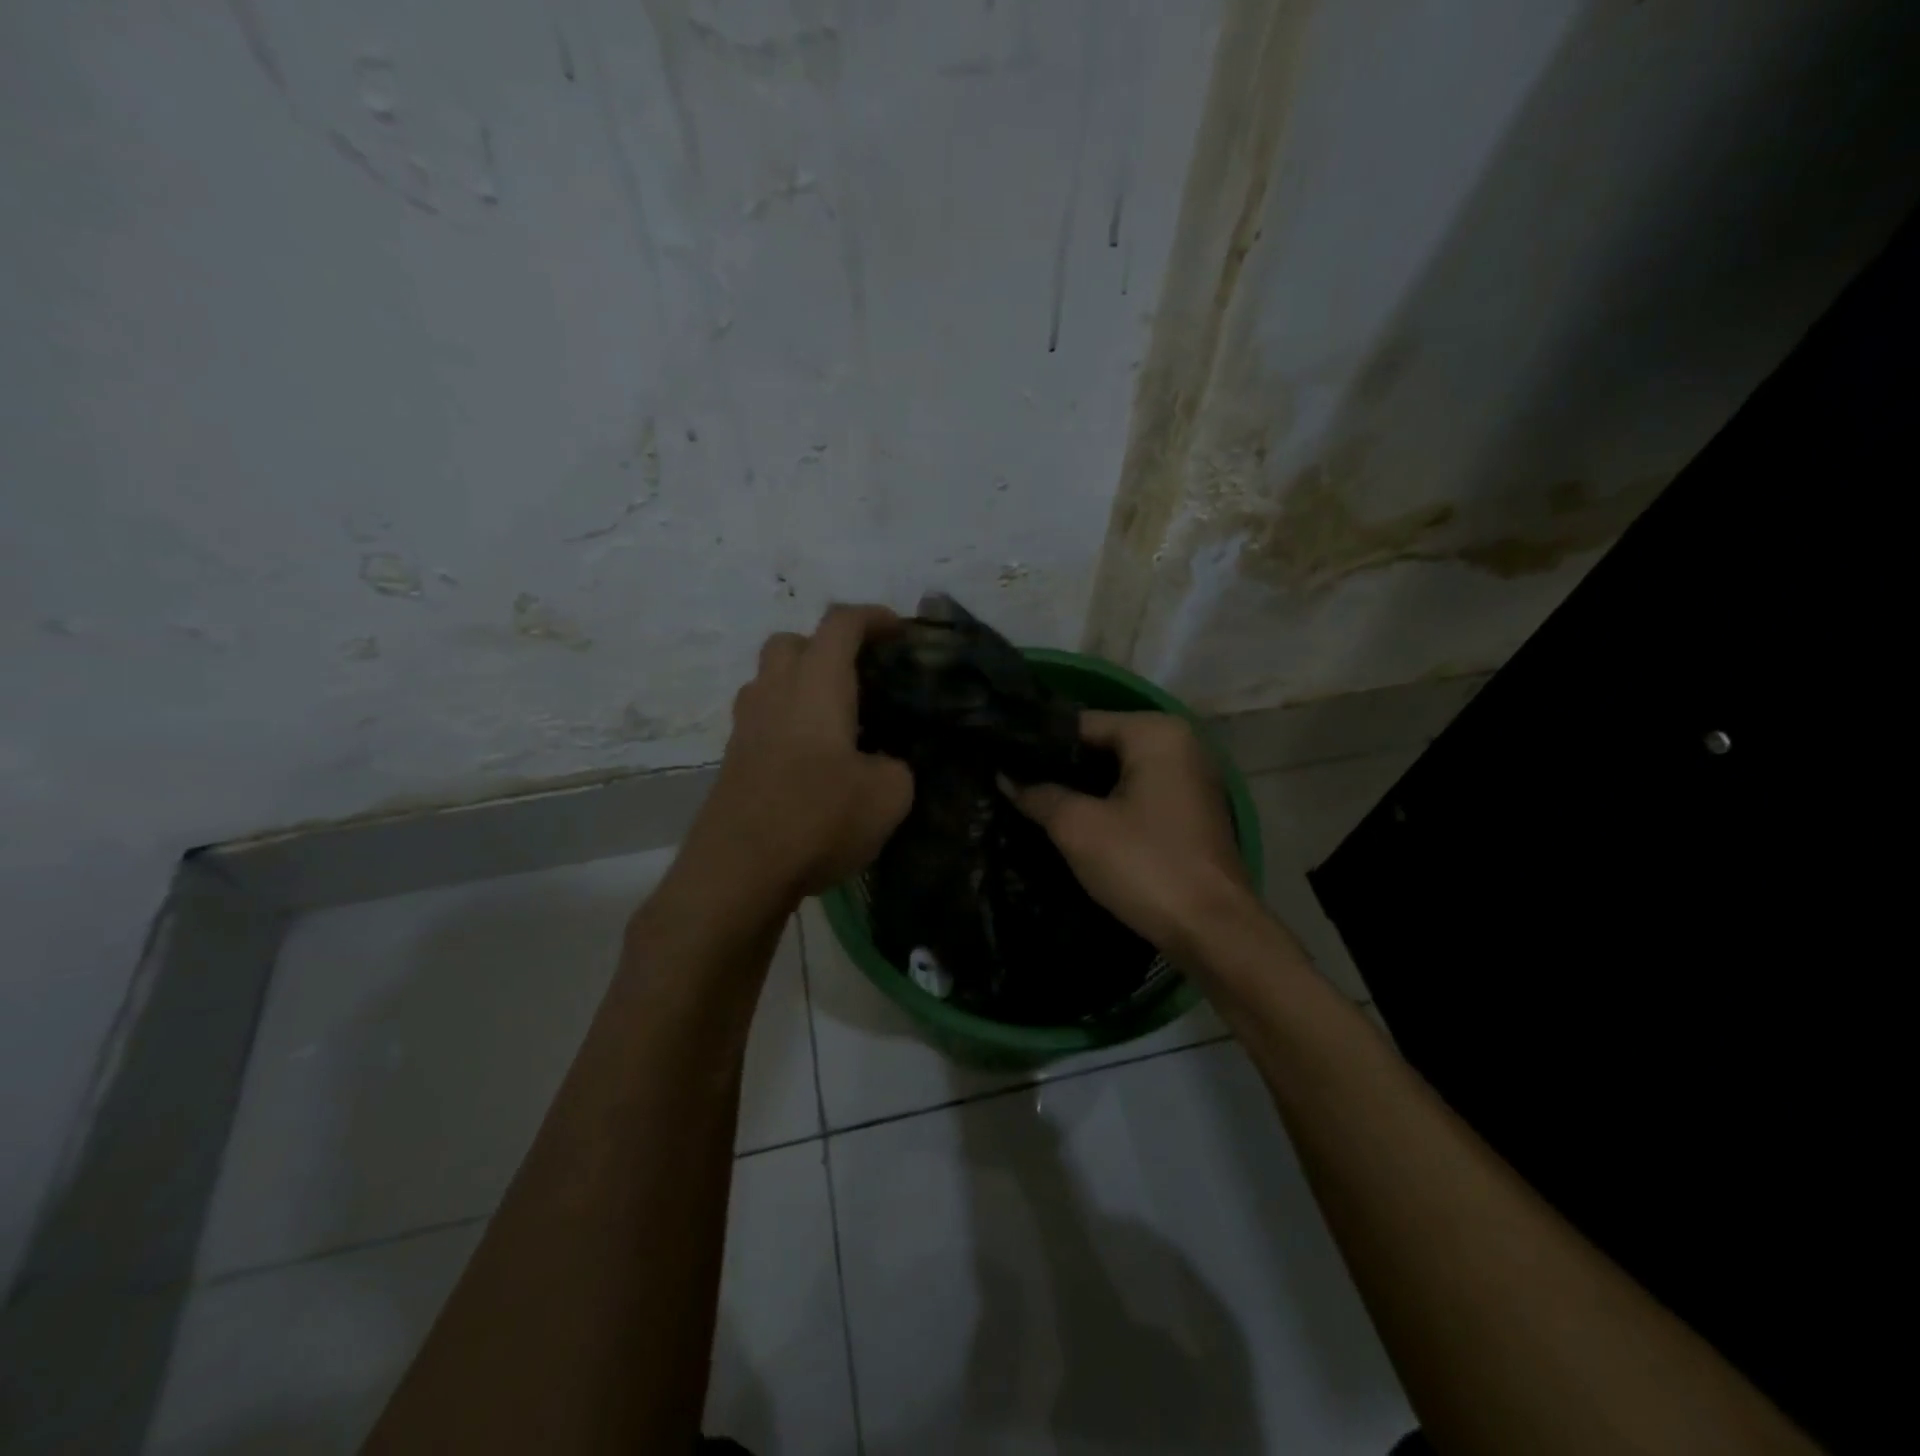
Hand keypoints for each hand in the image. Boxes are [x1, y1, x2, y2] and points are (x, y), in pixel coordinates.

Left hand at [682, 604, 914, 905]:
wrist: (738, 872)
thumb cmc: (818, 818)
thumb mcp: (889, 795)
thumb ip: (897, 767)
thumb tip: (885, 764)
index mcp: (817, 685)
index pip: (842, 624)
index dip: (874, 618)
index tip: (899, 632)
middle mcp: (775, 692)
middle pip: (793, 642)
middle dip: (828, 647)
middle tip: (861, 677)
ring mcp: (746, 725)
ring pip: (770, 679)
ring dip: (802, 683)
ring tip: (837, 719)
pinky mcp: (732, 759)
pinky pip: (762, 718)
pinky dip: (787, 720)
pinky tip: (812, 760)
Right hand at [1002, 711, 1251, 955]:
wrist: (1212, 931)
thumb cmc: (1144, 865)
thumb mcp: (1078, 827)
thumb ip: (1038, 795)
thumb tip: (1006, 778)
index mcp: (1156, 732)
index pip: (1080, 723)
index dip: (1037, 745)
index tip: (1001, 762)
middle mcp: (1180, 743)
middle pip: (1101, 745)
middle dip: (1059, 767)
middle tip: (1011, 785)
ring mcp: (1190, 778)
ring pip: (1118, 772)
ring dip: (1081, 789)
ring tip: (1033, 803)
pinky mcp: (1190, 811)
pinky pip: (1137, 794)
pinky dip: (1108, 804)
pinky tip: (1074, 822)